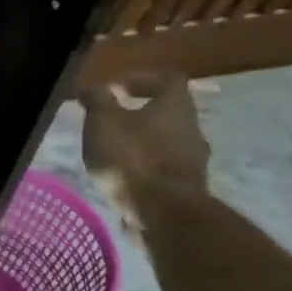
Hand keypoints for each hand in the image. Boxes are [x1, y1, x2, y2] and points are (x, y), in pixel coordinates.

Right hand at [81, 72, 210, 208]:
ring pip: (168, 139)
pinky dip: (146, 164)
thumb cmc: (131, 158)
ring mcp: (194, 160)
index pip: (170, 79)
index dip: (144, 78)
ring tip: (114, 149)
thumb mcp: (103, 122)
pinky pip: (166, 165)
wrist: (163, 212)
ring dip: (143, 139)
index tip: (118, 88)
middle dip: (141, 111)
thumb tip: (96, 87)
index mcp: (176, 107)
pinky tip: (125, 174)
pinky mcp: (188, 185)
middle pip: (170, 111)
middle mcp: (193, 128)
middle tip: (111, 119)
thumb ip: (99, 100)